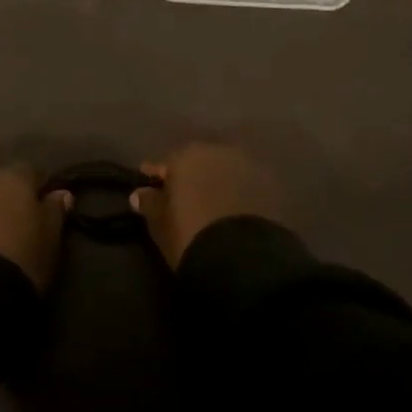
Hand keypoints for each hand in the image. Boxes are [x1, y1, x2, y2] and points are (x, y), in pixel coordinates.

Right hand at [130, 143, 284, 268]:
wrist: (245, 259)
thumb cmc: (192, 236)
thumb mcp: (161, 225)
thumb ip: (150, 204)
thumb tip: (140, 193)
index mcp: (187, 156)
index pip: (165, 164)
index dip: (156, 176)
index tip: (149, 185)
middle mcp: (218, 152)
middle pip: (199, 162)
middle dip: (191, 176)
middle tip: (183, 197)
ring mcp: (248, 167)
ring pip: (225, 171)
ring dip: (217, 183)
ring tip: (211, 204)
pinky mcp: (271, 187)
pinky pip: (246, 186)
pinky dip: (238, 194)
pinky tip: (234, 210)